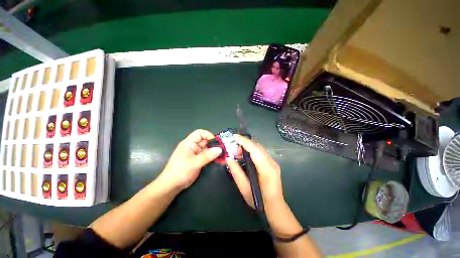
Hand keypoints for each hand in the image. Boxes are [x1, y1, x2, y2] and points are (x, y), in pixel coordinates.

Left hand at [157, 129, 221, 190]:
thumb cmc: (180, 171)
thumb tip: (220, 149)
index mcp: (189, 143)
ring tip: (224, 155)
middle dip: (214, 144)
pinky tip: (221, 160)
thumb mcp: (194, 163)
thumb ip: (207, 156)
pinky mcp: (199, 160)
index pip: (200, 133)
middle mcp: (193, 146)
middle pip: (206, 141)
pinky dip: (214, 157)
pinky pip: (208, 156)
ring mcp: (197, 153)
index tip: (217, 142)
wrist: (172, 185)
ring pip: (208, 149)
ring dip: (215, 151)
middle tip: (224, 149)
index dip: (208, 135)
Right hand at [226, 135, 283, 207]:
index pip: (255, 150)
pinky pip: (261, 152)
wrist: (275, 208)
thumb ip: (236, 172)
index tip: (234, 136)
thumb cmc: (260, 202)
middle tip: (233, 148)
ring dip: (247, 146)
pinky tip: (245, 155)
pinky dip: (251, 150)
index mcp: (267, 170)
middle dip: (244, 143)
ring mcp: (273, 162)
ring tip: (237, 152)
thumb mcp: (245, 189)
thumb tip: (228, 158)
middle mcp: (272, 163)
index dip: (244, 141)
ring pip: (259, 148)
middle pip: (257, 147)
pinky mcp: (272, 163)